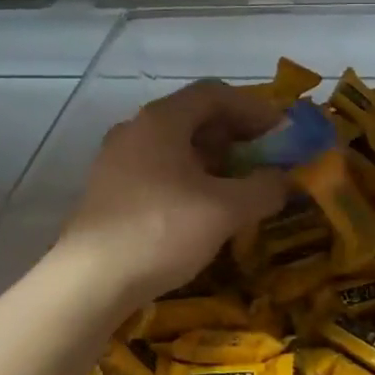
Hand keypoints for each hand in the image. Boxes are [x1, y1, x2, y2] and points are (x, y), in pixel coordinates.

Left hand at [53, 80, 286, 310]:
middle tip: (265, 159)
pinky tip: (204, 208)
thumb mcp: (225, 210)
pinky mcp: (110, 191)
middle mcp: (135, 130)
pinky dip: (190, 178)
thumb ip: (263, 188)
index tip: (280, 132)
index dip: (253, 108)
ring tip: (239, 186)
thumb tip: (284, 180)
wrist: (90, 281)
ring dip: (214, 159)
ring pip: (176, 146)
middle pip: (194, 117)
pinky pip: (159, 170)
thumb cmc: (162, 230)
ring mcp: (117, 160)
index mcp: (162, 120)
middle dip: (235, 135)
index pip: (215, 93)